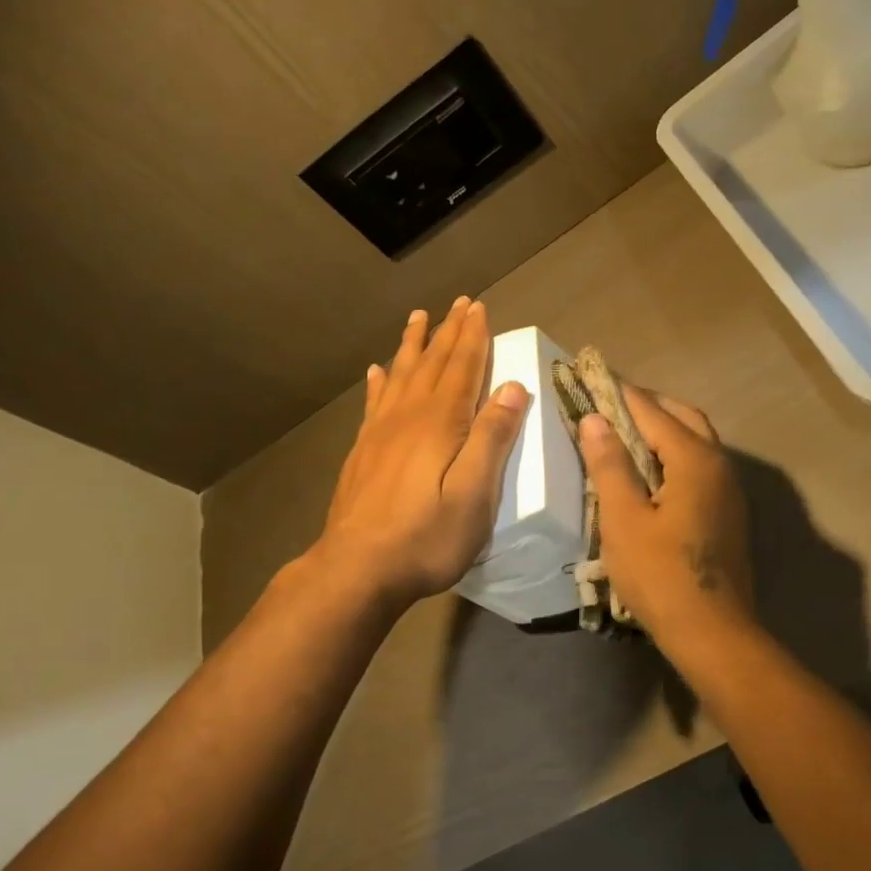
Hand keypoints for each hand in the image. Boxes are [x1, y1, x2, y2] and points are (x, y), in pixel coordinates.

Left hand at [312, 297, 528, 609]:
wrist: (358, 568)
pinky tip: (376, 371)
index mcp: (441, 423)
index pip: (463, 368)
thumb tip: (513, 387)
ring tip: (418, 318)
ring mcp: (380, 432)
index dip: (473, 337)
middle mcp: (409, 416)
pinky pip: (374, 402)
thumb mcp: (475, 493)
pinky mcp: (363, 452)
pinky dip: (379, 381)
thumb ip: (493, 438)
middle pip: (432, 364)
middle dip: (448, 332)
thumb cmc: (428, 536)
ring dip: (413, 345)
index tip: (479, 307)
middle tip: (458, 303)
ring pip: (400, 375)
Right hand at [578, 386, 753, 644]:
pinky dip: (675, 454)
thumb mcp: (624, 519)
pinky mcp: (728, 512)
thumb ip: (610, 465)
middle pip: (683, 418)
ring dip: (664, 428)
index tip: (592, 376)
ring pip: (697, 441)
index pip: (652, 412)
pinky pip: (701, 465)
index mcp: (695, 460)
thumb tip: (594, 419)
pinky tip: (651, 471)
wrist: (712, 632)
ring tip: (625, 432)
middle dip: (647, 405)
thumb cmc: (661, 575)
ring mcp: (729, 490)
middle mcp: (719, 465)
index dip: (620, 393)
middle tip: (610, 402)